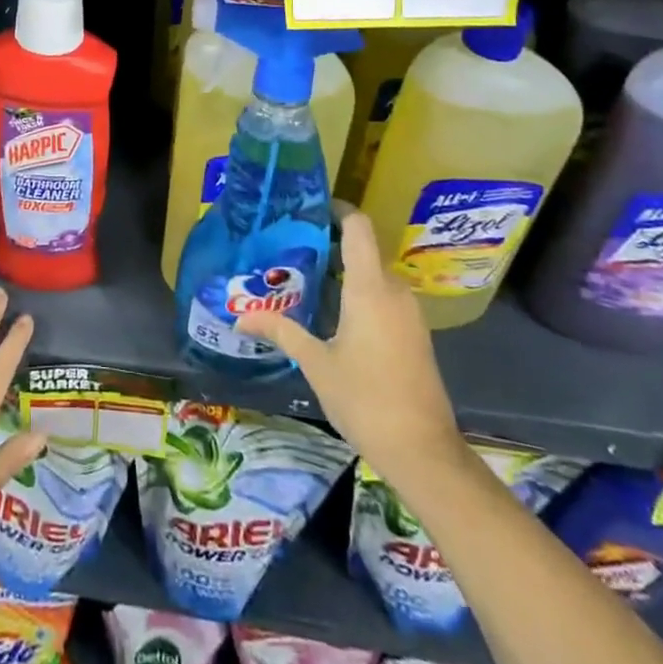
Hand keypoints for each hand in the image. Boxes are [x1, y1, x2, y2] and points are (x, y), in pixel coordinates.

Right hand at [235, 211, 465, 483]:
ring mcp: (409, 313)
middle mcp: (394, 291)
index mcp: (370, 288)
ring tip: (306, 282)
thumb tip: (239, 317)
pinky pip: (384, 297)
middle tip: (291, 252)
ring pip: (373, 276)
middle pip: (363, 250)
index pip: (358, 227)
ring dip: (344, 273)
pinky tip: (333, 315)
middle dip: (329, 246)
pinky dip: (360, 295)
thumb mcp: (316, 364)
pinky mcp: (415, 333)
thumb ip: (281, 331)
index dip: (337, 211)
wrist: (424, 452)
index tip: (309, 211)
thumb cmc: (366, 400)